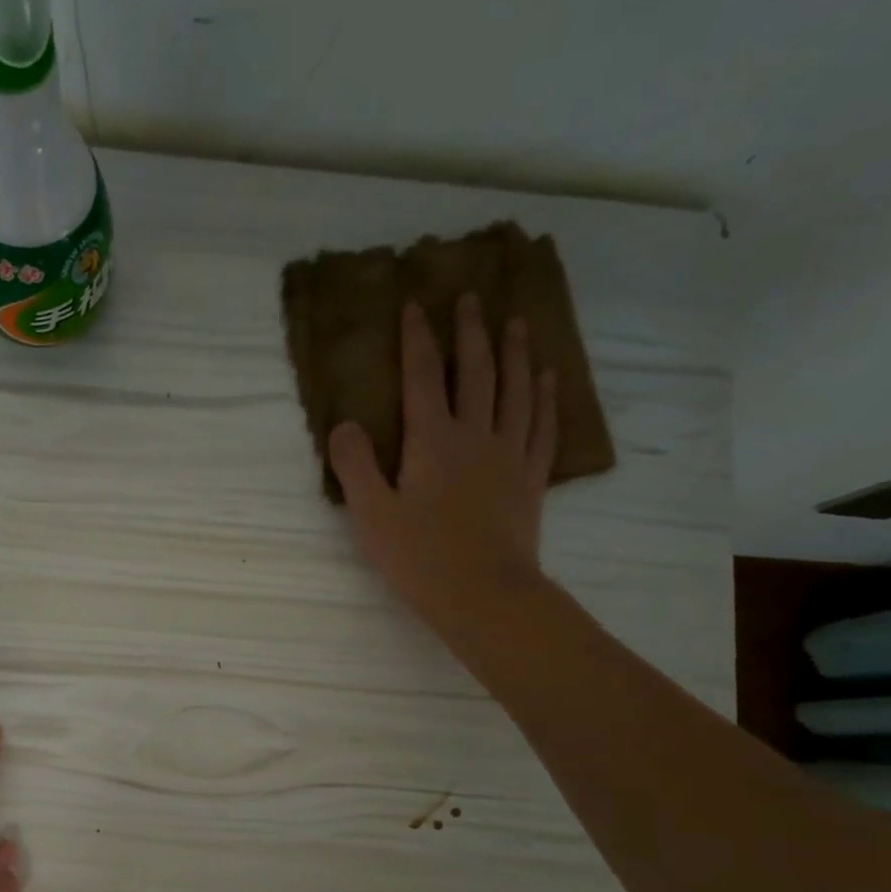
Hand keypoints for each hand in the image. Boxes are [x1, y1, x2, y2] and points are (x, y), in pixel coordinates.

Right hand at [328, 296, 556, 647]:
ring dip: (514, 353)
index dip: (418, 339)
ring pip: (515, 390)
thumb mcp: (372, 515)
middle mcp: (475, 436)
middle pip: (476, 372)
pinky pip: (542, 425)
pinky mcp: (530, 478)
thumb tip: (344, 425)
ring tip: (515, 323)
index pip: (424, 377)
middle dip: (470, 332)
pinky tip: (546, 379)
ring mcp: (509, 455)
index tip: (415, 306)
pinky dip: (544, 397)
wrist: (485, 594)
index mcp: (433, 441)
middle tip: (471, 298)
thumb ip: (355, 466)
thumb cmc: (421, 558)